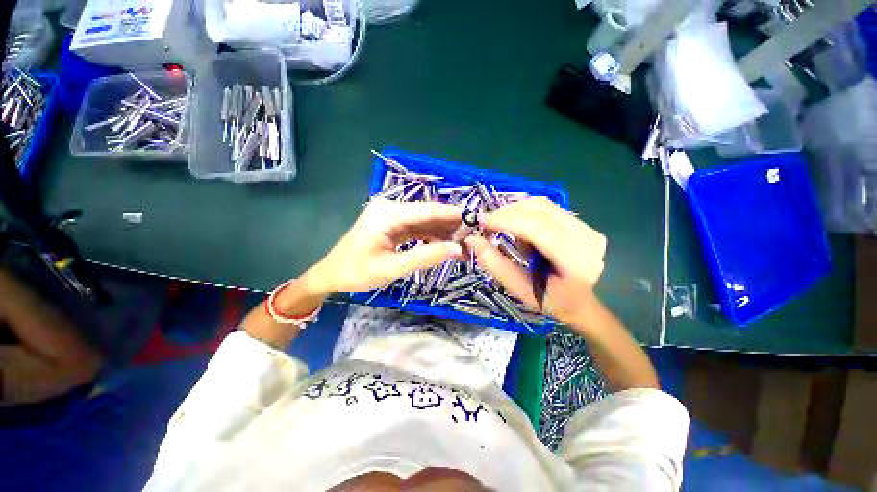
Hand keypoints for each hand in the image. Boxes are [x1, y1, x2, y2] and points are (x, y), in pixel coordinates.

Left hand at [306, 199, 463, 293]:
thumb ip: (425, 257)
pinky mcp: (393, 225)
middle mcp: (391, 208)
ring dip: (443, 233)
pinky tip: (445, 246)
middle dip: (451, 225)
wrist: (331, 275)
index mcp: (388, 213)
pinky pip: (418, 228)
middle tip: (473, 238)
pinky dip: (431, 237)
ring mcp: (392, 216)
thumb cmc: (356, 272)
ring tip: (463, 246)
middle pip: (428, 214)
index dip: (453, 214)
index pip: (428, 210)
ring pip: (425, 221)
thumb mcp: (392, 268)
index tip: (476, 219)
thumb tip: (457, 249)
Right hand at [464, 197, 606, 324]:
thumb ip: (495, 264)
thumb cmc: (552, 302)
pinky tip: (520, 228)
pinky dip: (526, 213)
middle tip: (487, 224)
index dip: (505, 220)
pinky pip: (547, 208)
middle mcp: (585, 236)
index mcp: (574, 259)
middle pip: (539, 209)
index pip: (535, 227)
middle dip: (507, 213)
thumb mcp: (520, 289)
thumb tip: (472, 240)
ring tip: (503, 228)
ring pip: (542, 204)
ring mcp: (586, 227)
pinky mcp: (581, 223)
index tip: (480, 221)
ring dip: (515, 212)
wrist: (584, 303)